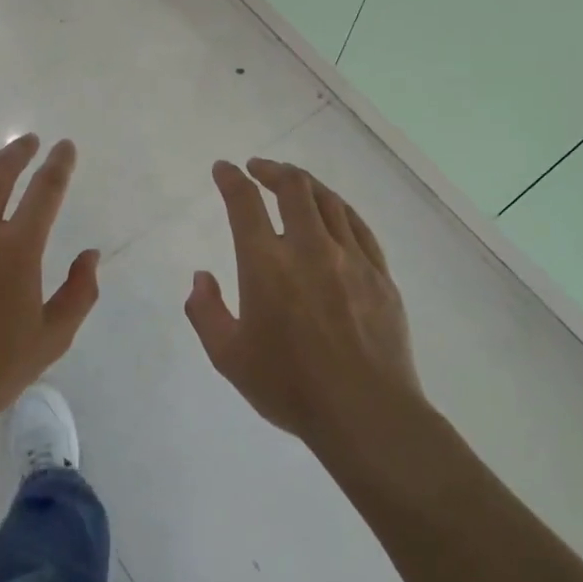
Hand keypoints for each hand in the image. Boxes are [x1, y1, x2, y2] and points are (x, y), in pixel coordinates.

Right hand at [185, 158, 421, 450]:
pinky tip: (333, 211)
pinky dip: (338, 208)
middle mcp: (309, 248)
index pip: (244, 203)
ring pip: (328, 201)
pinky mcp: (380, 273)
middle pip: (293, 187)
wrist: (366, 413)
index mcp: (266, 264)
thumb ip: (205, 312)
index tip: (223, 169)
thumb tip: (202, 277)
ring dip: (305, 183)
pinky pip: (358, 225)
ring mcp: (351, 258)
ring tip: (292, 181)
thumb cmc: (289, 387)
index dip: (230, 179)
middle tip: (258, 168)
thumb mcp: (228, 357)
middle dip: (271, 169)